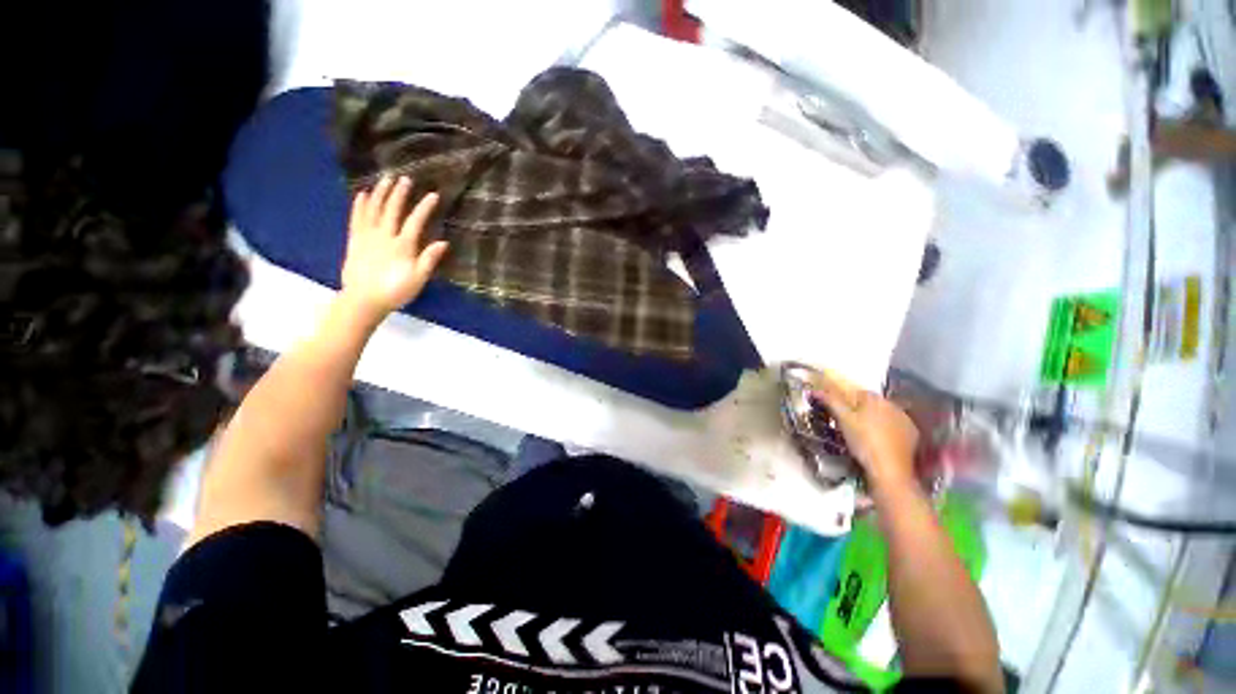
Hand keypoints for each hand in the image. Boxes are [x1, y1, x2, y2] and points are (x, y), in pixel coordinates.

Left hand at [341, 175, 447, 317]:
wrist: (363, 300)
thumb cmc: (396, 291)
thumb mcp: (418, 278)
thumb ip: (429, 259)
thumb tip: (443, 242)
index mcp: (402, 246)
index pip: (415, 221)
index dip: (424, 207)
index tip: (433, 195)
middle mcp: (384, 236)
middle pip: (392, 210)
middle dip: (399, 193)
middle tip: (404, 179)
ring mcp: (367, 236)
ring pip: (373, 210)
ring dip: (380, 193)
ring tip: (385, 180)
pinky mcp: (355, 240)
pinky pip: (357, 218)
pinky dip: (360, 205)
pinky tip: (363, 195)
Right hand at [810, 370, 918, 487]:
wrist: (889, 470)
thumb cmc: (863, 441)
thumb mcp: (843, 420)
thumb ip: (830, 401)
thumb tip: (815, 390)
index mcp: (876, 399)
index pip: (857, 392)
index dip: (846, 401)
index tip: (839, 412)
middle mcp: (894, 406)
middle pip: (872, 404)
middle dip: (860, 410)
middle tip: (849, 425)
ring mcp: (906, 420)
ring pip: (884, 415)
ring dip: (874, 420)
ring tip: (863, 435)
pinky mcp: (912, 435)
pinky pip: (895, 427)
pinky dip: (887, 431)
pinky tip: (879, 441)